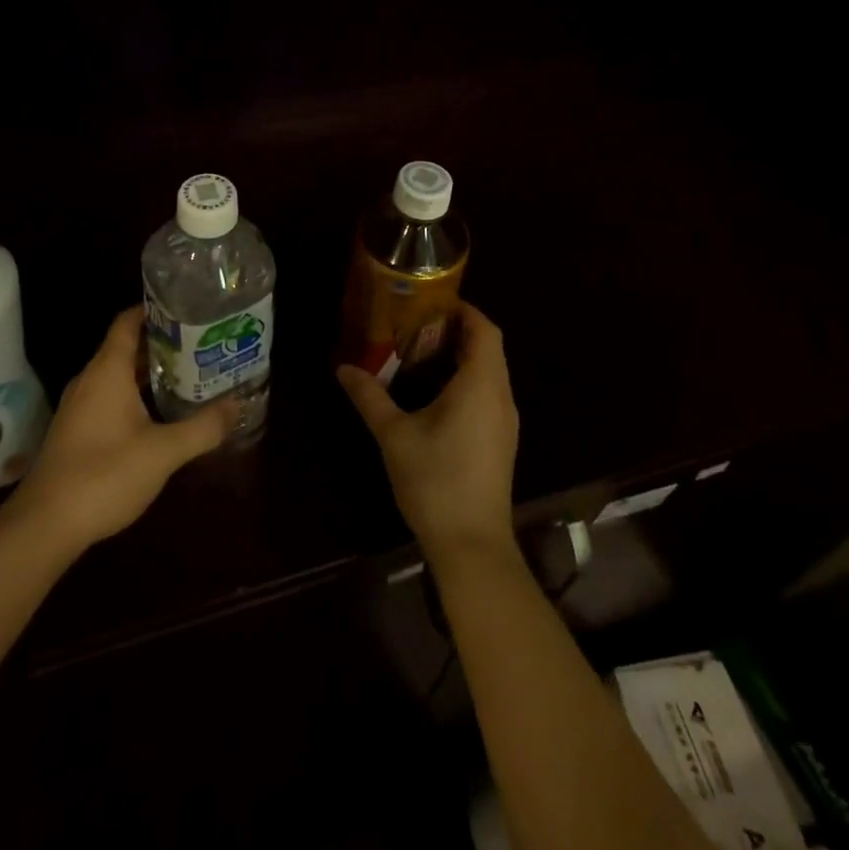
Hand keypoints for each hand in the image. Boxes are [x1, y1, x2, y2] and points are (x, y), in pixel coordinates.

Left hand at [8, 306, 237, 551]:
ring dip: (150, 372)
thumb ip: (203, 427)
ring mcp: (80, 407)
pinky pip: (110, 398)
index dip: (154, 309)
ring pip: (119, 375)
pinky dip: (136, 395)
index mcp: (107, 371)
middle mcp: (91, 380)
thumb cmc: (104, 475)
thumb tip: (236, 405)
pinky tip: (160, 413)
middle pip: (127, 347)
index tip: (187, 307)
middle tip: (202, 343)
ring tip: (190, 373)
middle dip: (163, 343)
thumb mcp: (163, 452)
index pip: (128, 322)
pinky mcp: (76, 431)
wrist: (44, 526)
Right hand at [339, 302, 518, 562]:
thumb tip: (343, 368)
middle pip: (489, 348)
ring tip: (421, 353)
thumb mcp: (394, 435)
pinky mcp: (502, 441)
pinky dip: (468, 380)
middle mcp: (500, 397)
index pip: (485, 330)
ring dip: (463, 356)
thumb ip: (370, 396)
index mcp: (481, 385)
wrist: (473, 546)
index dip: (463, 310)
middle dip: (458, 330)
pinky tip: (436, 394)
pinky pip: (489, 394)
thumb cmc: (436, 481)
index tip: (432, 303)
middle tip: (417, 325)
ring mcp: (505, 422)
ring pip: (491, 372)